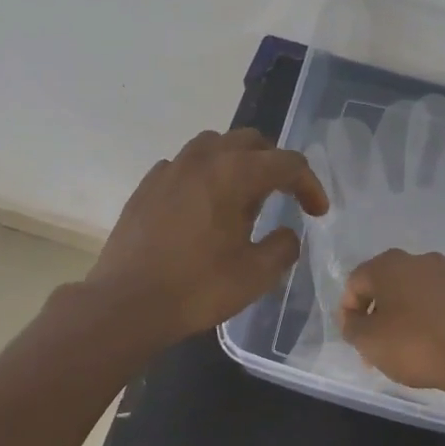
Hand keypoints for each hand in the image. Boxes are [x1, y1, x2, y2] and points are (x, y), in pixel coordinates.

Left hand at [86, 128, 328, 344]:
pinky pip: (183, 165)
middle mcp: (202, 159)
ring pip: (213, 145)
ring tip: (242, 195)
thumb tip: (286, 234)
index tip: (317, 212)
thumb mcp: (256, 275)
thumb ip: (283, 247)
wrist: (127, 303)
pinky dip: (203, 176)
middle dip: (274, 164)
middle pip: (250, 142)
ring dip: (236, 162)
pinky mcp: (146, 186)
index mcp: (235, 174)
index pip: (286, 163)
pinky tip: (202, 205)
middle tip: (284, 195)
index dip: (309, 185)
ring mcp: (169, 169)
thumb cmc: (197, 288)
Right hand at [338, 249, 444, 397]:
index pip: (356, 282)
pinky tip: (435, 346)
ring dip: (405, 318)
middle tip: (376, 348)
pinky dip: (432, 321)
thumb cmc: (415, 345)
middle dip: (377, 316)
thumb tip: (355, 318)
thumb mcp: (369, 341)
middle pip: (387, 287)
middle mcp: (421, 261)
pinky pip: (442, 305)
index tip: (354, 338)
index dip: (349, 311)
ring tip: (406, 351)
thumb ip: (352, 326)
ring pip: (416, 295)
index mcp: (391, 265)